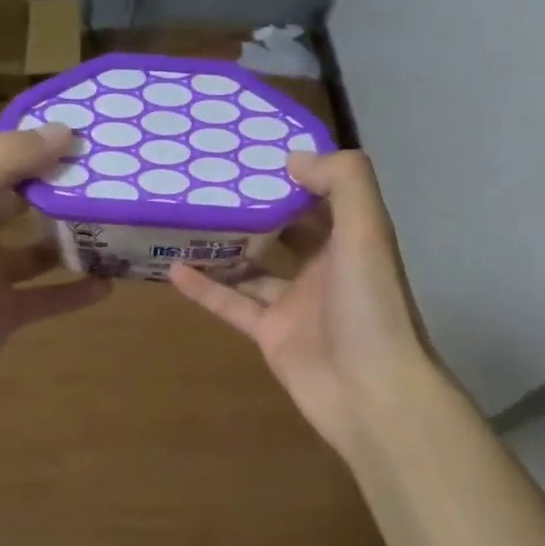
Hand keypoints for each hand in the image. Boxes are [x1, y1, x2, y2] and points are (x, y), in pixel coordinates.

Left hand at [0, 126, 110, 405]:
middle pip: (26, 206)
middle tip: (114, 183)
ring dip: (74, 243)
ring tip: (118, 229)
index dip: (44, 149)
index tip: (91, 139)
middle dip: (63, 194)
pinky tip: (109, 284)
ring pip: (41, 253)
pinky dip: (76, 292)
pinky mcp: (4, 315)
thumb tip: (66, 130)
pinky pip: (48, 298)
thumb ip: (10, 160)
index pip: (7, 164)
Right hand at [169, 149, 440, 458]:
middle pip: (284, 229)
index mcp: (351, 240)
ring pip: (253, 266)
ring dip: (225, 245)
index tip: (253, 151)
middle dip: (254, 206)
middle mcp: (324, 267)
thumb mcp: (367, 231)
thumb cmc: (370, 306)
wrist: (372, 394)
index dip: (294, 173)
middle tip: (210, 180)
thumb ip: (342, 182)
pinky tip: (172, 268)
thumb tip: (293, 158)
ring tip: (186, 217)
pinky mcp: (269, 334)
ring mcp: (295, 303)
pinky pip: (232, 304)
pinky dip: (205, 288)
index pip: (322, 196)